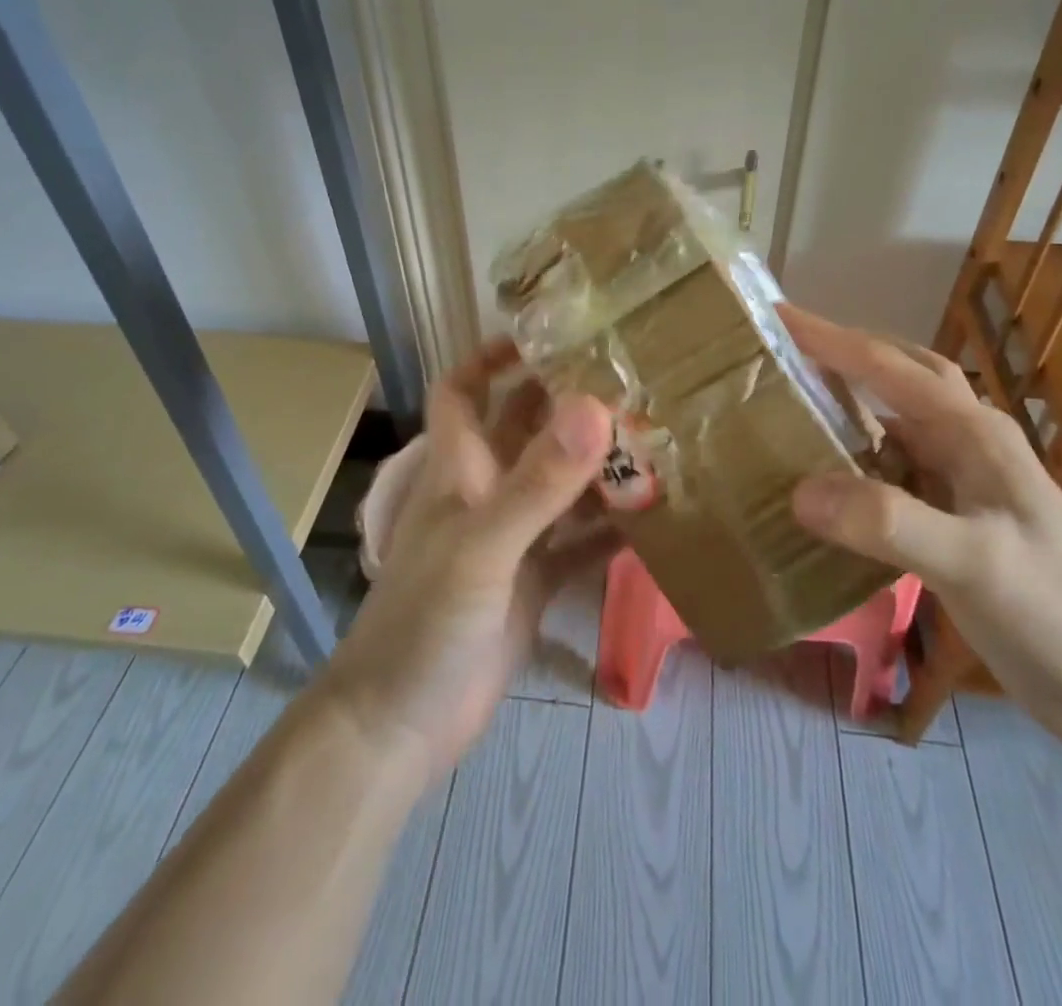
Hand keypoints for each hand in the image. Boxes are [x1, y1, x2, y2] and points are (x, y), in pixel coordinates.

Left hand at [322, 340, 615, 784]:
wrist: (402, 727)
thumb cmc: (426, 622)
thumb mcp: (483, 546)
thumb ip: (538, 482)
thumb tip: (594, 408)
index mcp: (460, 468)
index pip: (463, 390)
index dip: (492, 357)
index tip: (547, 335)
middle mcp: (486, 493)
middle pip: (524, 429)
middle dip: (567, 403)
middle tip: (631, 380)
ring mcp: (512, 539)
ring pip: (559, 485)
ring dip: (599, 466)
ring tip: (659, 439)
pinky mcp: (533, 582)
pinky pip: (579, 543)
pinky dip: (610, 530)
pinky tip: (656, 519)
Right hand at [782, 306, 1061, 746]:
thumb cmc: (1056, 613)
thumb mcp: (972, 564)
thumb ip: (887, 522)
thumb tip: (798, 490)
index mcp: (974, 432)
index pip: (888, 366)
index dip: (828, 338)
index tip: (774, 314)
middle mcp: (969, 442)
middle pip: (900, 374)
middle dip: (845, 352)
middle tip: (786, 347)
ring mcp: (966, 479)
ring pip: (897, 419)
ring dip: (852, 400)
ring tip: (797, 400)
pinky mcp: (957, 516)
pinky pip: (895, 467)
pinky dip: (858, 456)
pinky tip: (829, 476)